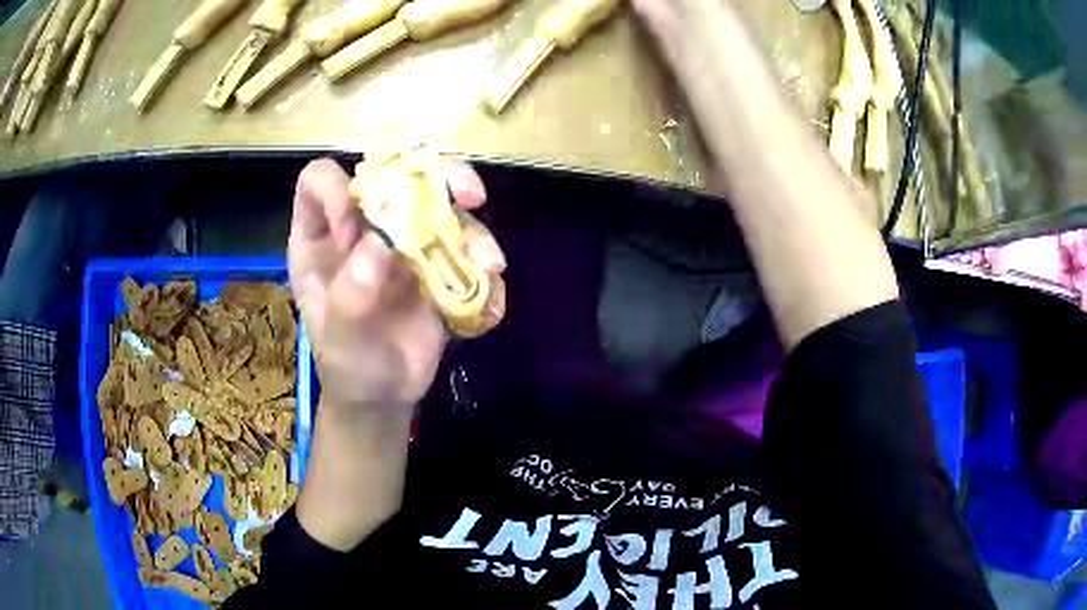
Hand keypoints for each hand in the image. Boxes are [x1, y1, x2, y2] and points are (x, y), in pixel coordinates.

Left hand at [288, 158, 504, 413]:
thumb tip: (380, 244)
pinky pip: (462, 241)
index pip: (320, 180)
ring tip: (488, 262)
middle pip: (394, 173)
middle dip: (434, 175)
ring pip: (438, 201)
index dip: (337, 188)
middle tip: (468, 195)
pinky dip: (482, 254)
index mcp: (321, 236)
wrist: (383, 395)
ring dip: (470, 224)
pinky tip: (491, 279)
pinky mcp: (433, 260)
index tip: (355, 227)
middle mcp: (362, 226)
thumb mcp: (339, 340)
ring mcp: (401, 240)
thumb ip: (350, 296)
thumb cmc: (348, 366)